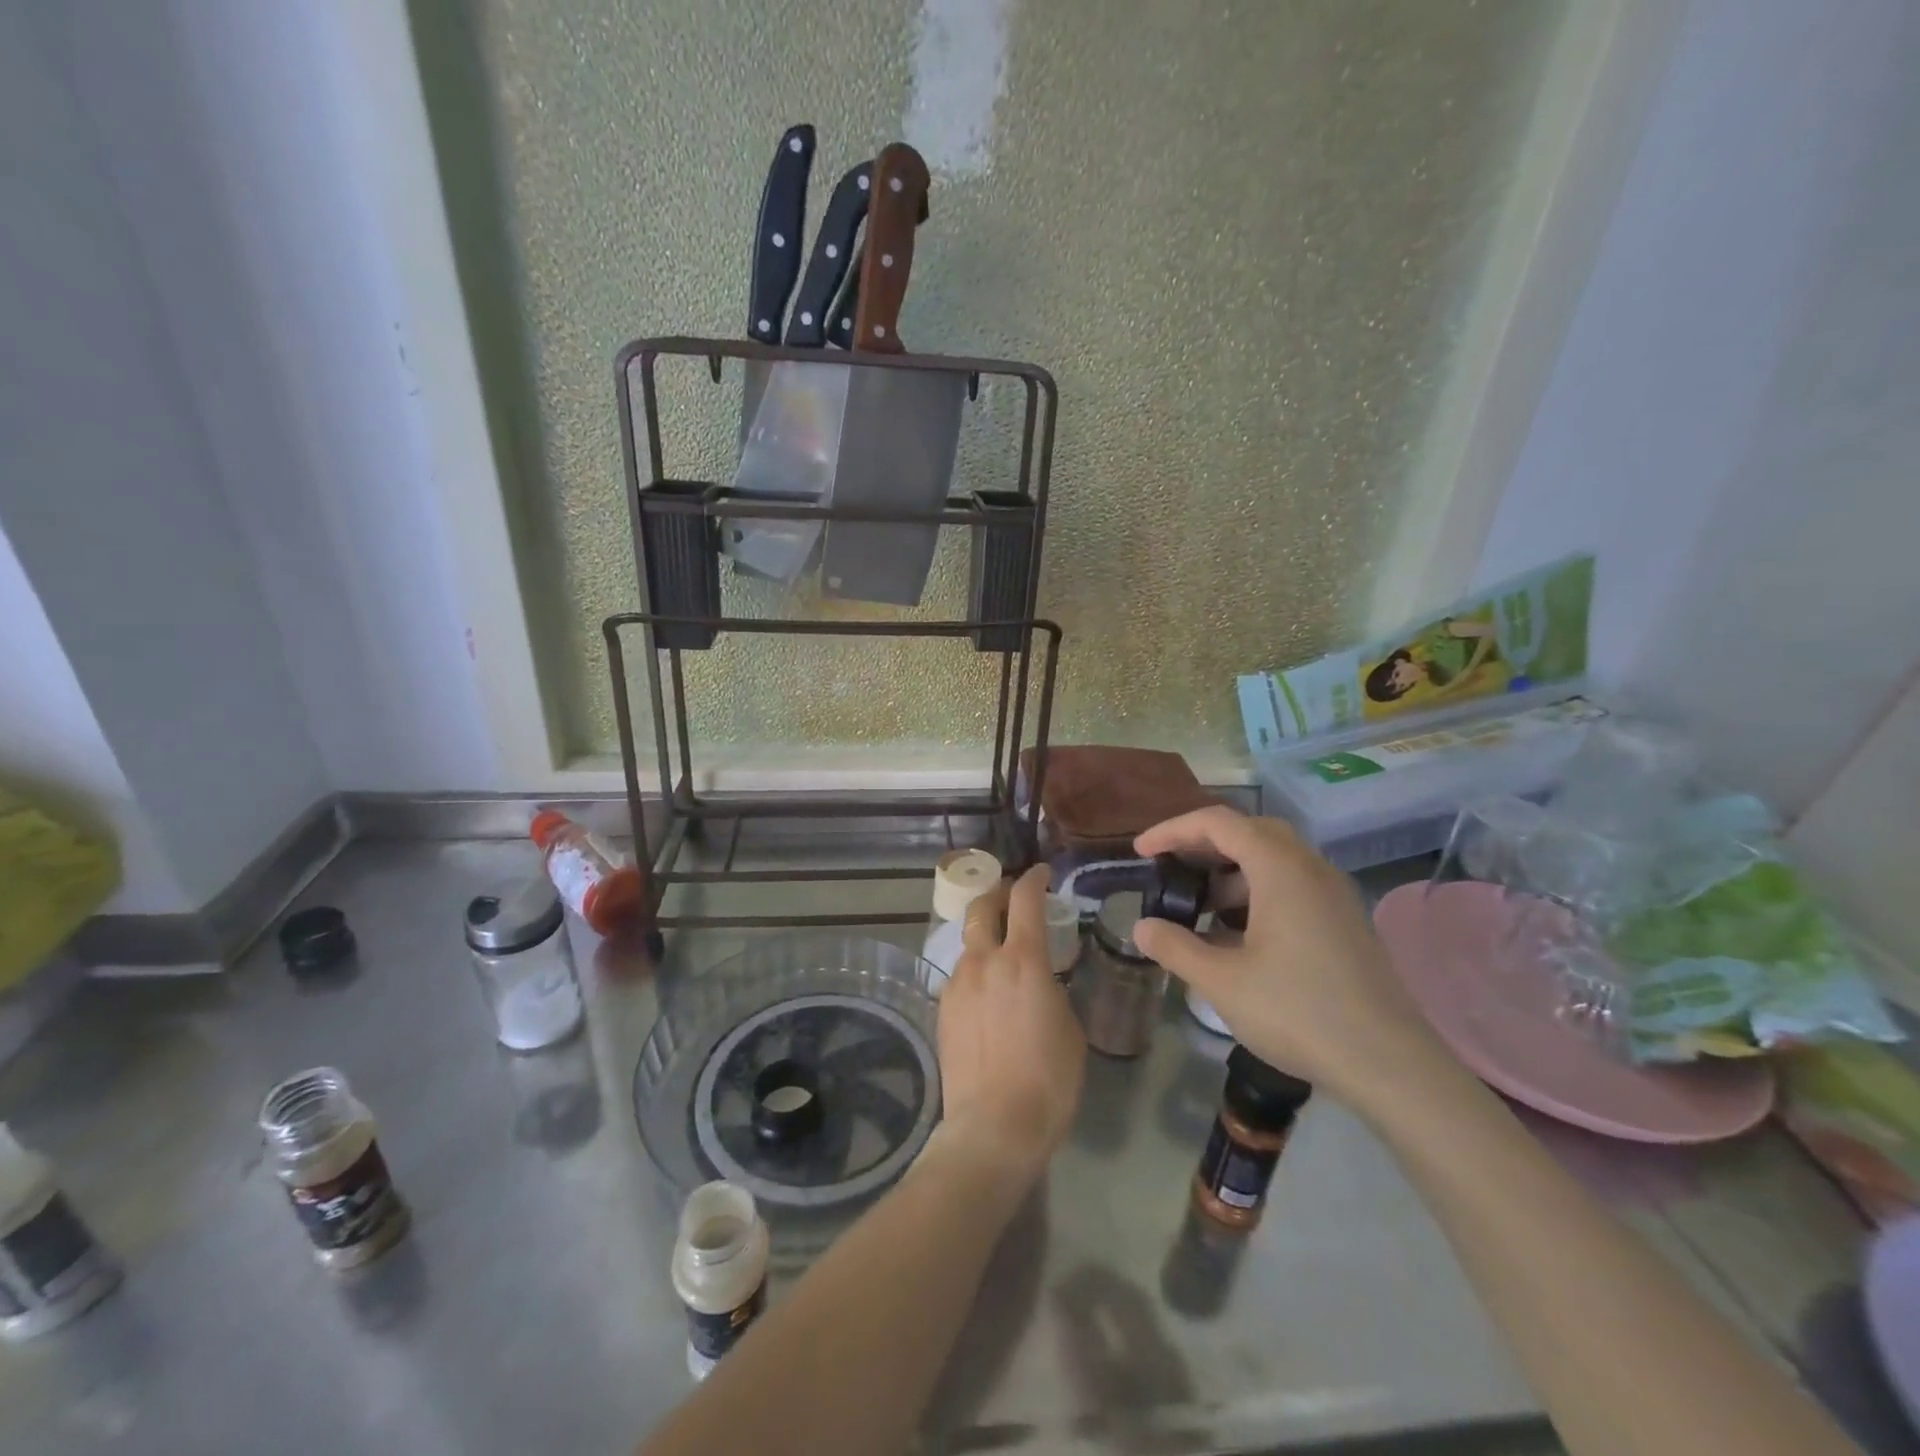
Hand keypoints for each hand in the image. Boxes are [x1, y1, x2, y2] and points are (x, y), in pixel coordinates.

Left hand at [938, 865, 1085, 1182]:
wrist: (993, 1127)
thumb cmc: (1047, 1080)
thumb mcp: (1069, 1029)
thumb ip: (1052, 991)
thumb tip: (1041, 983)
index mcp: (1022, 960)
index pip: (1025, 900)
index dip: (1033, 878)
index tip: (1041, 873)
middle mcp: (984, 961)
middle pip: (981, 907)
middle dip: (997, 894)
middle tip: (1013, 899)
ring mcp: (957, 984)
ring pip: (968, 943)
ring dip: (985, 938)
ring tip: (1002, 956)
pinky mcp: (942, 1009)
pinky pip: (960, 976)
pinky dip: (975, 971)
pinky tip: (987, 996)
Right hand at [1132, 807, 1451, 1112]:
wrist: (1390, 1065)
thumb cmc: (1299, 1013)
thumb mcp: (1223, 982)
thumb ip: (1175, 947)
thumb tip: (1141, 927)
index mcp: (1280, 869)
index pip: (1217, 823)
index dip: (1173, 830)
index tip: (1141, 852)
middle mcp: (1310, 867)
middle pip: (1248, 830)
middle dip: (1203, 842)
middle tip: (1170, 866)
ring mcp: (1333, 893)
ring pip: (1273, 857)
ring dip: (1231, 869)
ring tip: (1199, 904)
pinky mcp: (1344, 919)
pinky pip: (1292, 882)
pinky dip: (1256, 889)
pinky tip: (1239, 932)